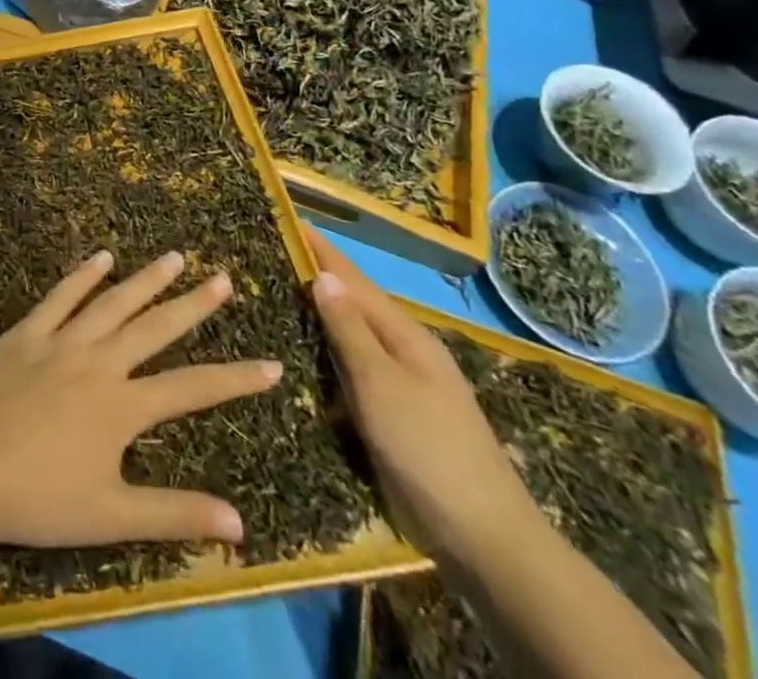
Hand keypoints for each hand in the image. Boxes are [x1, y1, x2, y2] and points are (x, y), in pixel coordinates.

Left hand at [0, 250, 282, 550]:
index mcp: (122, 406)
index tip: (271, 364)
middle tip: (222, 277)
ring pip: (112, 302)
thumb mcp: (112, 516)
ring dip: (145, 279)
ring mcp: (61, 341)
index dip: (235, 378)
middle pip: (154, 328)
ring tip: (174, 256)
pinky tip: (101, 256)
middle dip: (193, 305)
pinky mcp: (27, 333)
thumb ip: (174, 515)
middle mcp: (99, 362)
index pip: (192, 388)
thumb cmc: (39, 497)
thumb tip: (240, 524)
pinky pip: (60, 297)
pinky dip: (82, 275)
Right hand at [302, 226, 540, 564]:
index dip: (321, 250)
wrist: (485, 538)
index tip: (289, 218)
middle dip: (317, 277)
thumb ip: (350, 330)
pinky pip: (354, 372)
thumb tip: (324, 275)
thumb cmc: (428, 449)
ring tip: (280, 294)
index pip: (353, 280)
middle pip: (353, 304)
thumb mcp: (381, 384)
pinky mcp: (396, 417)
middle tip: (273, 253)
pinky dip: (329, 354)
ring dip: (321, 315)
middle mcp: (405, 352)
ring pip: (352, 337)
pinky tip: (307, 356)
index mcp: (405, 335)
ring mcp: (403, 386)